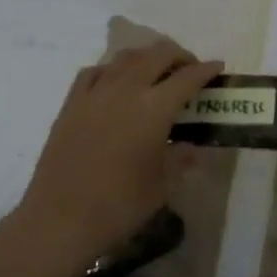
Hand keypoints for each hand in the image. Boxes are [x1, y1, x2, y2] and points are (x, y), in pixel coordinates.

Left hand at [0, 43, 221, 276]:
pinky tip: (117, 83)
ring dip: (147, 57)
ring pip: (125, 57)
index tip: (218, 67)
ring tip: (156, 71)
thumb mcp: (162, 185)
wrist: (59, 221)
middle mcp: (125, 91)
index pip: (187, 78)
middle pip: (156, 55)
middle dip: (179, 56)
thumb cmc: (119, 205)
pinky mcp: (71, 105)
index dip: (206, 70)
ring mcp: (94, 94)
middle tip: (190, 69)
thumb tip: (193, 148)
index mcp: (154, 109)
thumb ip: (181, 159)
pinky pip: (95, 72)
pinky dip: (113, 69)